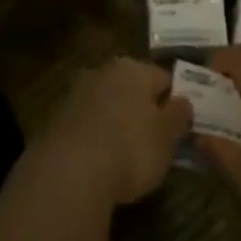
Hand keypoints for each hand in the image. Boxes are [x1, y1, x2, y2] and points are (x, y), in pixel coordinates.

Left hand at [38, 57, 192, 206]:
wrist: (69, 172)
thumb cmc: (130, 148)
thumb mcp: (167, 137)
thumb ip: (179, 116)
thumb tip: (184, 101)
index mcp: (133, 68)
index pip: (163, 78)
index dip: (175, 101)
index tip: (181, 126)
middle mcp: (102, 72)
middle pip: (132, 88)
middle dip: (143, 109)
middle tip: (155, 141)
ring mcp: (76, 93)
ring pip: (107, 104)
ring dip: (117, 122)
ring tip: (127, 155)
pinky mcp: (56, 118)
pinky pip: (87, 124)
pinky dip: (96, 137)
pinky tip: (101, 161)